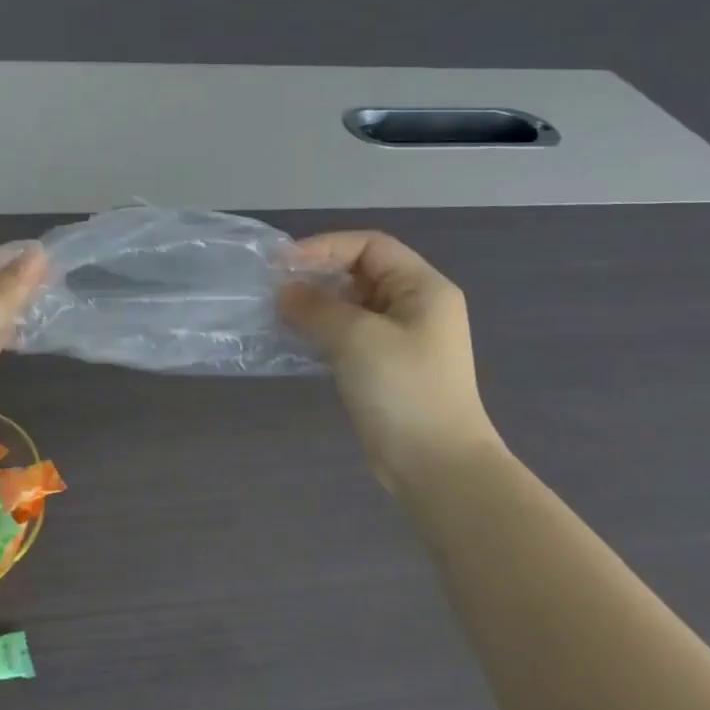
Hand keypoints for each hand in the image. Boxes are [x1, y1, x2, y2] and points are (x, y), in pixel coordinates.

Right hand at [278, 231, 500, 490]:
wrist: (435, 464)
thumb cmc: (403, 389)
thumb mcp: (356, 338)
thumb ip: (315, 307)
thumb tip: (283, 291)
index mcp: (422, 288)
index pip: (370, 245)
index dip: (324, 247)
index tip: (282, 264)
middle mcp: (415, 306)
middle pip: (360, 272)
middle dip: (317, 275)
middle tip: (274, 288)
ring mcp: (401, 339)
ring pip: (351, 305)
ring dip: (315, 305)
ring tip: (278, 313)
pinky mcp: (384, 367)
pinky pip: (348, 335)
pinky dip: (321, 331)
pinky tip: (294, 340)